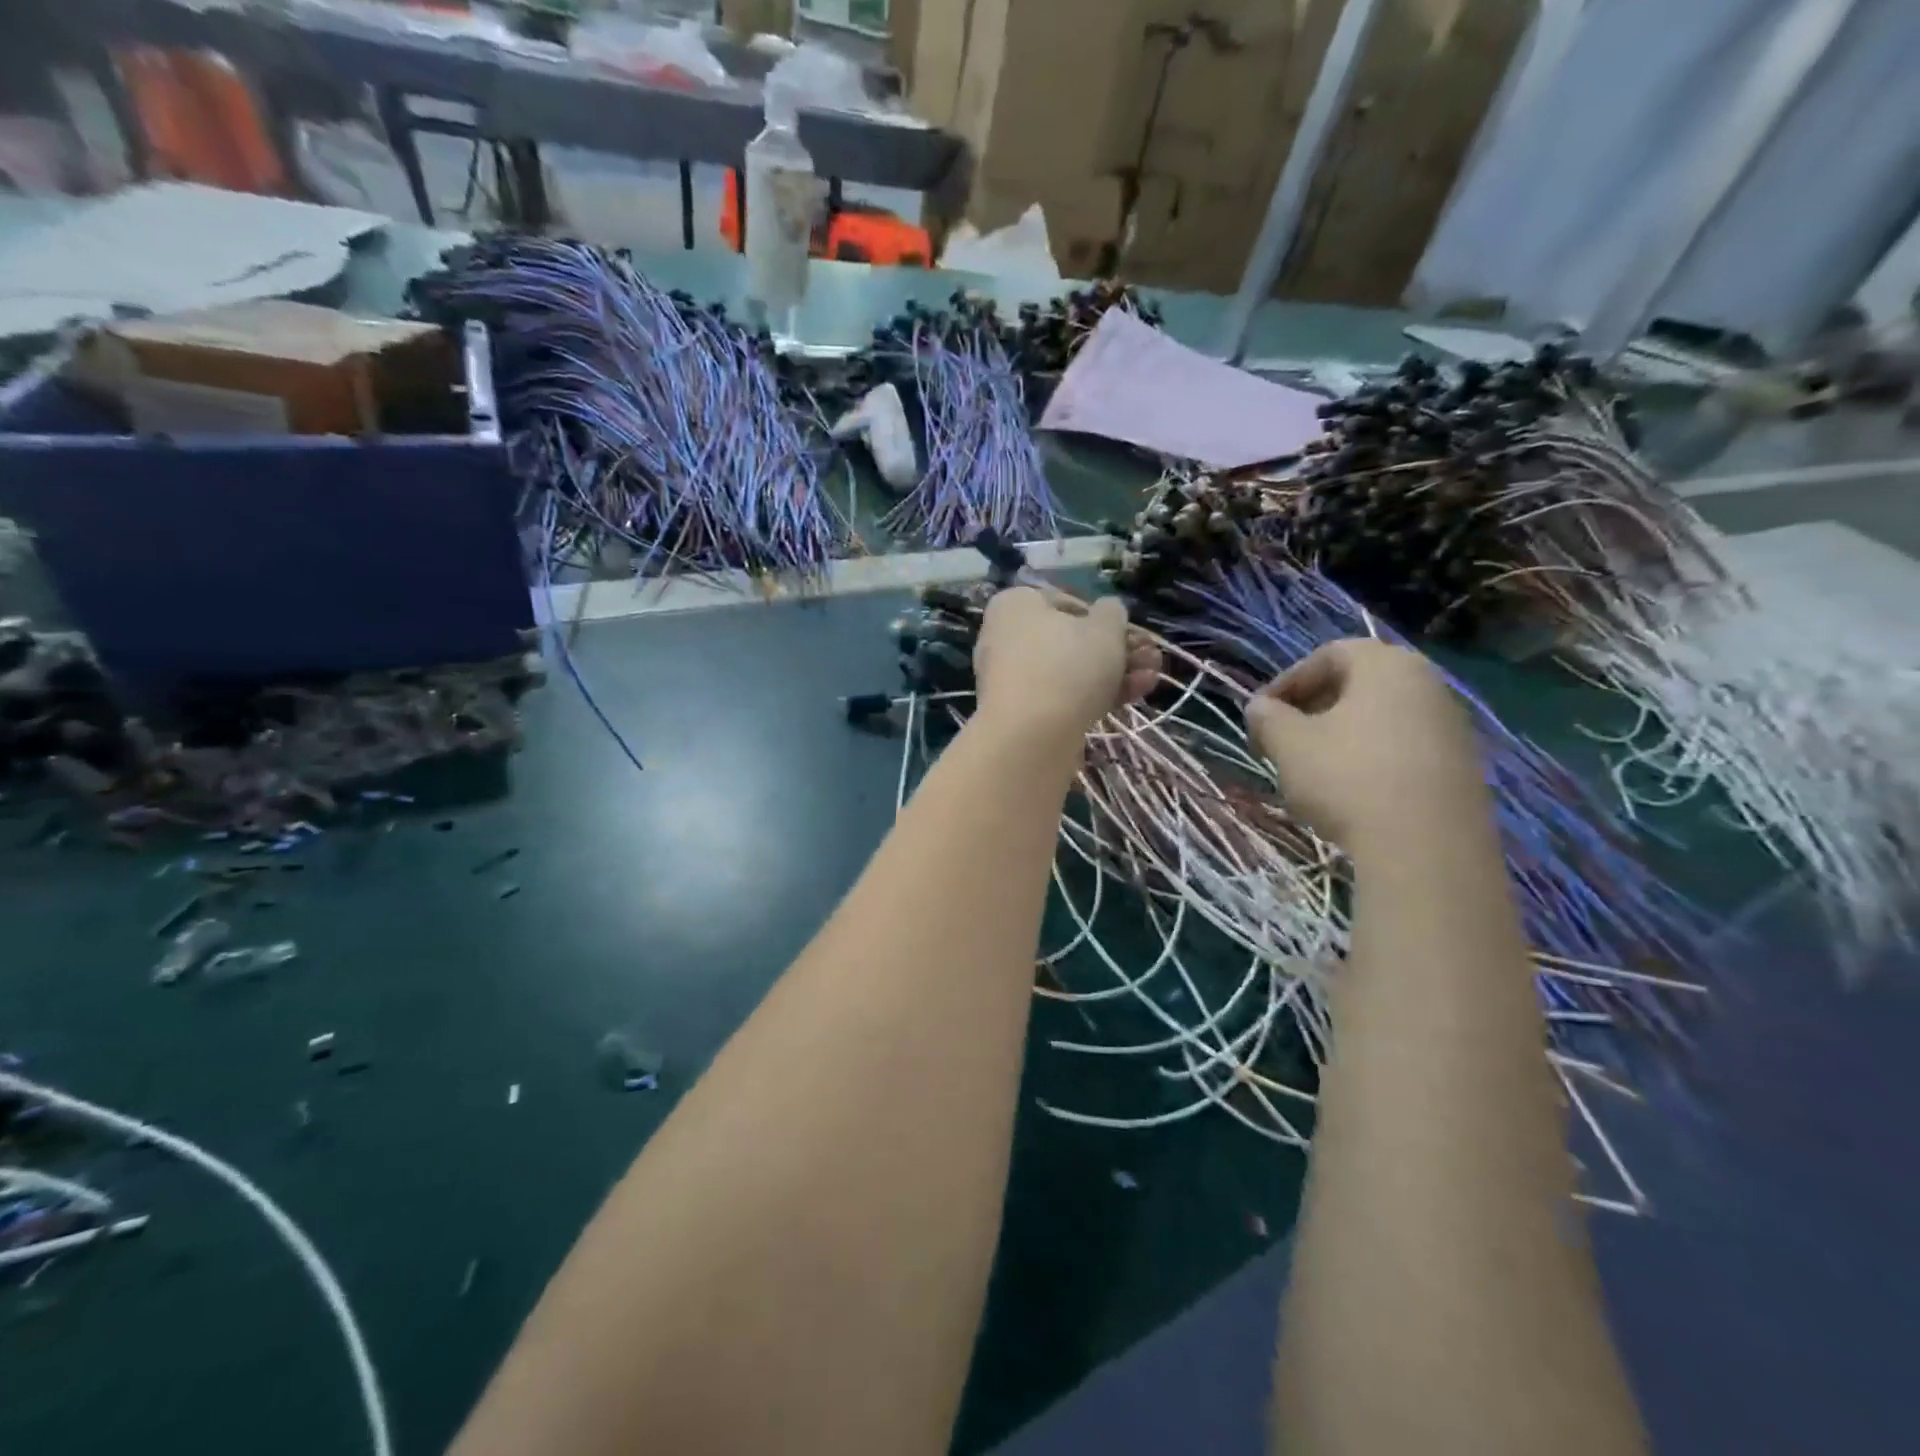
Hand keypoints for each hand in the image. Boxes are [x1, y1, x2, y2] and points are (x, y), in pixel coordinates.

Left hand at [973, 588, 1158, 739]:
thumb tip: (1108, 611)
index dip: (1103, 616)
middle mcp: (1005, 637)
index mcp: (1015, 604)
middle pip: (1071, 640)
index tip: (1128, 631)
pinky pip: (1061, 696)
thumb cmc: (1067, 666)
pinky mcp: (1021, 713)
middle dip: (1118, 650)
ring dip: (1115, 673)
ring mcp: (1011, 678)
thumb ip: (1112, 613)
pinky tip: (1134, 697)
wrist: (1030, 737)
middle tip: (1152, 658)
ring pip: (1070, 670)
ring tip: (1152, 679)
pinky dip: (1095, 695)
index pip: (1065, 601)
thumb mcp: (1105, 628)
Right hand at [1244, 639, 1484, 851]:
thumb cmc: (1348, 777)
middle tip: (1282, 739)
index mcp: (1386, 666)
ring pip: (1381, 719)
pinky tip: (1351, 793)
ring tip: (1311, 769)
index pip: (1329, 655)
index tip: (1262, 714)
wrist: (1427, 848)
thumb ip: (1268, 718)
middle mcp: (1428, 685)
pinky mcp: (1462, 769)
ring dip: (1340, 736)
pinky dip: (1371, 760)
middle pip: (1359, 685)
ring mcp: (1451, 728)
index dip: (1287, 681)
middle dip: (1313, 708)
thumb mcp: (1289, 744)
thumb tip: (1259, 707)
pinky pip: (1404, 749)